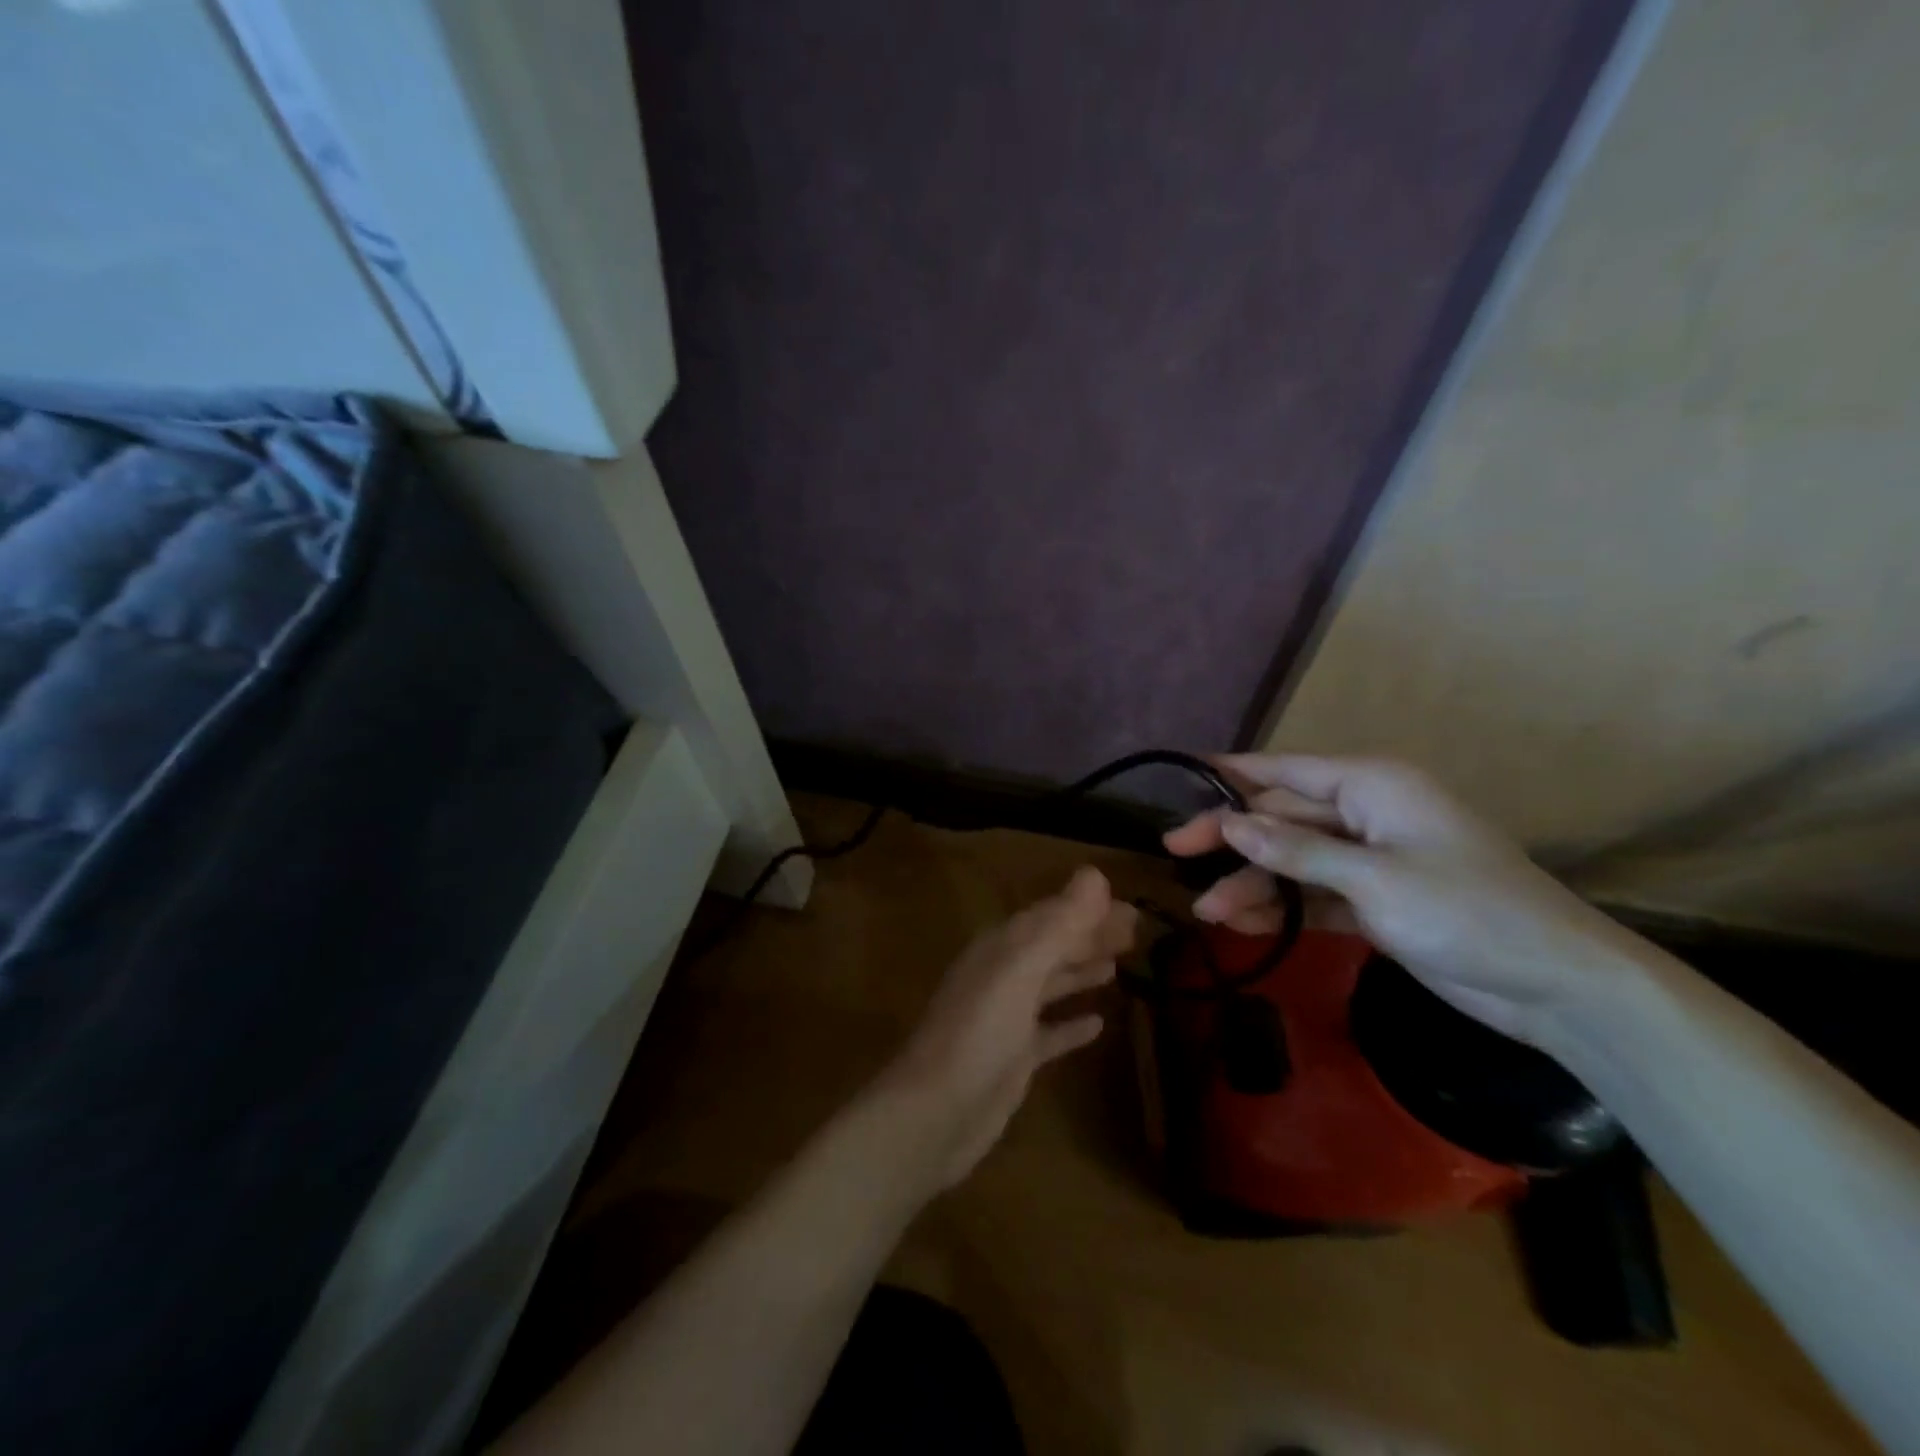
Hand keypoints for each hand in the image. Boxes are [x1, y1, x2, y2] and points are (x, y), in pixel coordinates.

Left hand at [878, 867, 1136, 1189]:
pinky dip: (1072, 1024)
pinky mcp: (1014, 1059)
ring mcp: (1007, 1019)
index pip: (1051, 916)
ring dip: (1082, 970)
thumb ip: (1058, 924)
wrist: (935, 1114)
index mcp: (1001, 949)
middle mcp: (1003, 976)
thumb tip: (1095, 874)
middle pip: (1053, 946)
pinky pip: (1049, 1032)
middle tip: (1137, 931)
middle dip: (1090, 936)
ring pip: (1051, 984)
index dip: (1088, 909)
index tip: (1130, 907)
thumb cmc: (978, 1034)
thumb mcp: (1020, 970)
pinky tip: (1099, 1024)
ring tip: (1120, 963)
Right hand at [1164, 755, 1638, 1043]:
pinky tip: (1243, 925)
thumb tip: (1230, 823)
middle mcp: (1364, 815)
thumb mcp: (1375, 878)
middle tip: (1174, 853)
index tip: (1183, 773)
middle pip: (1280, 818)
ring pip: (1291, 861)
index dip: (1232, 773)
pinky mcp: (1374, 901)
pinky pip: (1312, 895)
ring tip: (1206, 912)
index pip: (1285, 771)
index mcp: (1371, 787)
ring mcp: (1369, 860)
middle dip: (1231, 840)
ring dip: (1252, 884)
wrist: (1558, 987)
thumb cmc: (1469, 912)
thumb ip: (1297, 850)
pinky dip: (1281, 908)